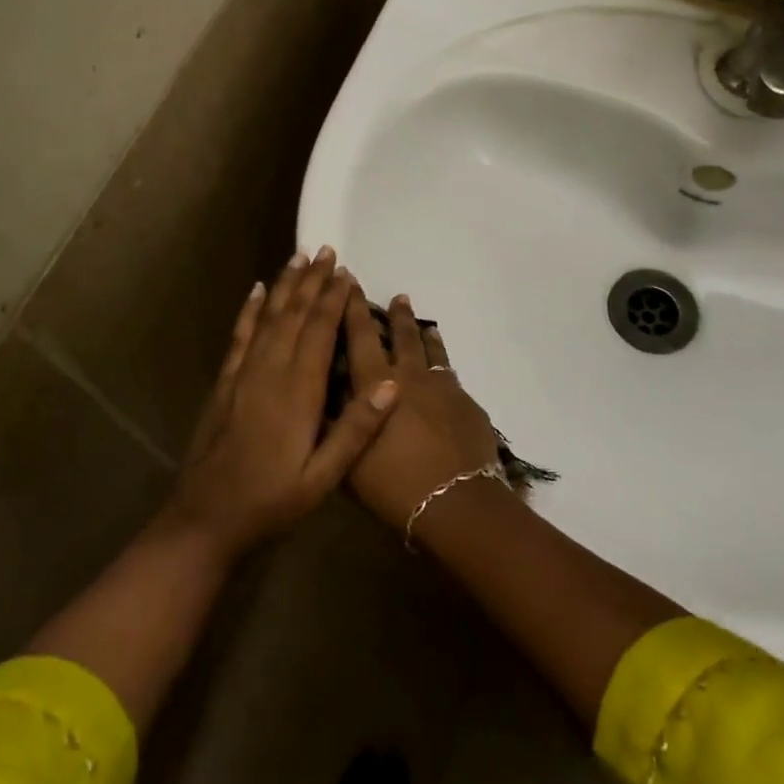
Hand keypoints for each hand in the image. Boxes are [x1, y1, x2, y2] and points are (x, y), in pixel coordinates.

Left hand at [164, 247, 399, 560]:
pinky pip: (240, 336)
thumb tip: (391, 383)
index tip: (347, 273)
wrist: (206, 518)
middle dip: (312, 282)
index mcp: (298, 392)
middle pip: (294, 315)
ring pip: (268, 318)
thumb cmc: (272, 500)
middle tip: (327, 250)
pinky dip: (250, 310)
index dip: (333, 300)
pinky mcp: (225, 383)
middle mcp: (270, 372)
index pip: (319, 332)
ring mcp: (243, 374)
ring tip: (299, 257)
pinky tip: (257, 290)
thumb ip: (356, 429)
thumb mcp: (324, 477)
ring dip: (285, 286)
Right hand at [342, 292, 500, 529]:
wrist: (457, 501)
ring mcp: (443, 387)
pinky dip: (444, 368)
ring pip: (432, 351)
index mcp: (377, 384)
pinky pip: (452, 377)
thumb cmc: (393, 484)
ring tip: (424, 324)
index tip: (349, 281)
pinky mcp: (467, 404)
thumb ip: (333, 426)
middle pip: (402, 336)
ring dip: (424, 335)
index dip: (352, 308)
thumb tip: (316, 401)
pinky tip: (445, 374)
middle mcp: (410, 376)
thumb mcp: (348, 460)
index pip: (360, 336)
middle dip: (396, 315)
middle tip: (396, 297)